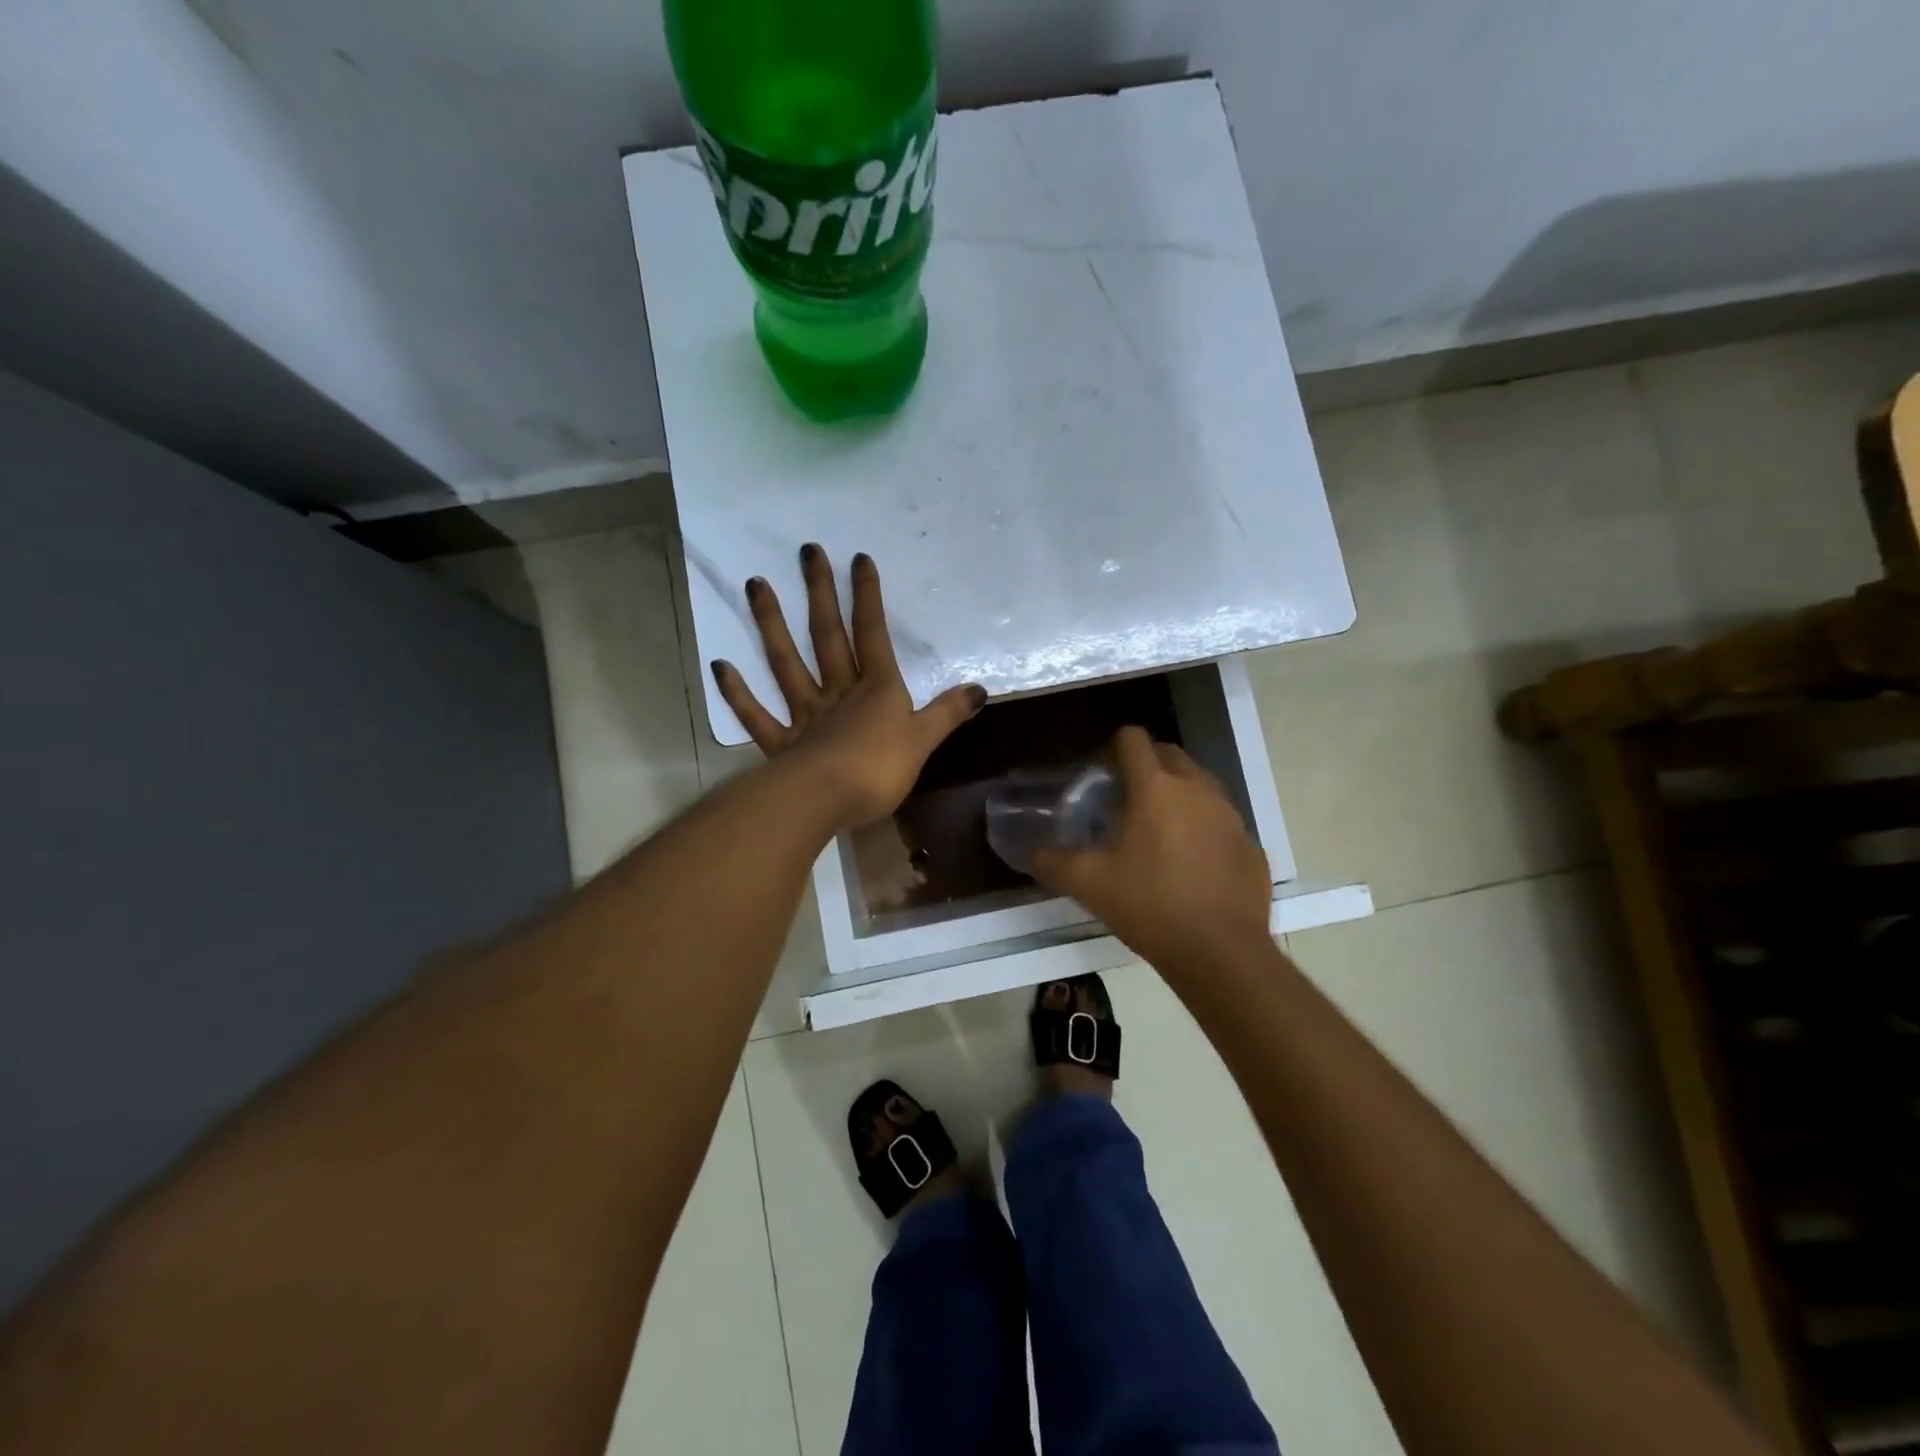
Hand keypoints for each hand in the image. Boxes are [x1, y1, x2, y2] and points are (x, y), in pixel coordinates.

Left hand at [712, 546, 986, 830]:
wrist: (828, 800)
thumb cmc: (880, 769)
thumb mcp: (923, 741)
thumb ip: (947, 713)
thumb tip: (980, 690)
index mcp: (876, 689)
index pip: (873, 634)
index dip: (867, 597)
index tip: (858, 559)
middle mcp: (838, 692)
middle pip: (828, 636)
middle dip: (819, 593)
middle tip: (806, 551)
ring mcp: (806, 715)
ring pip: (786, 663)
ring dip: (771, 624)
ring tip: (755, 584)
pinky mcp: (782, 744)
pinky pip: (758, 715)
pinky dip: (739, 693)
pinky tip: (720, 666)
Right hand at [1032, 727, 1273, 970]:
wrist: (1220, 952)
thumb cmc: (1149, 905)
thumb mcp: (1088, 883)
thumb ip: (1050, 860)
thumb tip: (1025, 851)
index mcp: (1155, 787)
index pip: (1133, 739)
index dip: (1114, 749)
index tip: (1102, 777)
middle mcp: (1198, 789)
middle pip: (1170, 754)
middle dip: (1147, 766)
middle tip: (1125, 801)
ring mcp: (1231, 816)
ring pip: (1200, 785)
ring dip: (1177, 794)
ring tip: (1158, 832)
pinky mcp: (1250, 845)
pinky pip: (1221, 821)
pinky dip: (1204, 829)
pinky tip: (1191, 865)